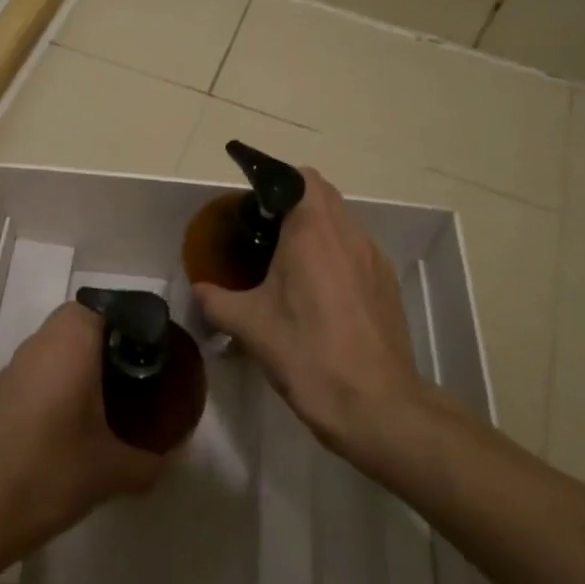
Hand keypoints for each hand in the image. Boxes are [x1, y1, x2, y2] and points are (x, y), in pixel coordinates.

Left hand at [0, 302, 165, 546]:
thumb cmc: (51, 469)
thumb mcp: (112, 470)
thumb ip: (149, 461)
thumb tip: (173, 459)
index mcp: (73, 339)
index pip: (109, 308)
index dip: (134, 325)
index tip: (155, 353)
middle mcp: (42, 340)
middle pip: (84, 324)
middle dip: (111, 345)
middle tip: (139, 376)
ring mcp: (17, 364)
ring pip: (60, 346)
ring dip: (83, 364)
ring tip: (112, 399)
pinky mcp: (2, 390)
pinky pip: (42, 370)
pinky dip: (61, 382)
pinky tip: (75, 421)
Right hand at [192, 168, 429, 454]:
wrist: (377, 406)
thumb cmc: (308, 354)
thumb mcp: (250, 327)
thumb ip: (216, 300)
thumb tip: (198, 289)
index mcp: (312, 230)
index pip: (299, 177)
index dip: (274, 181)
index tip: (252, 203)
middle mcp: (347, 233)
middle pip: (322, 194)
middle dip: (293, 202)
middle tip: (265, 230)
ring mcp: (373, 257)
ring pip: (342, 222)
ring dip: (317, 227)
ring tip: (290, 262)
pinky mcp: (386, 283)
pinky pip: (357, 249)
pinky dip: (336, 253)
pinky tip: (320, 292)